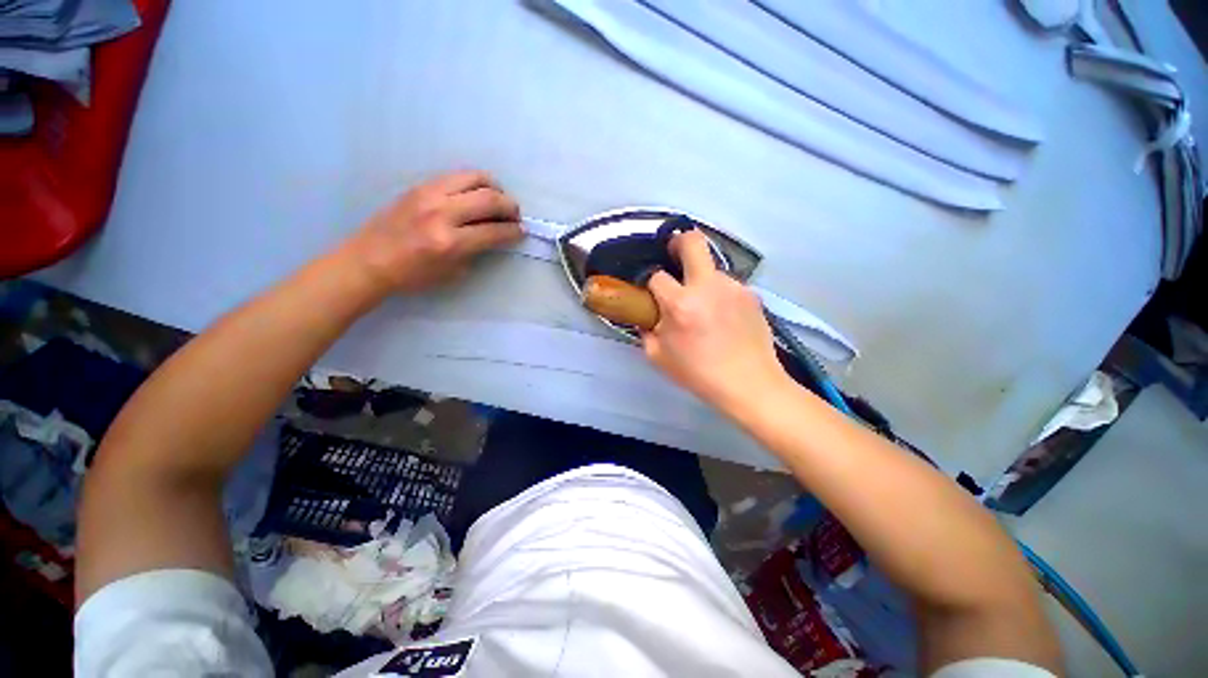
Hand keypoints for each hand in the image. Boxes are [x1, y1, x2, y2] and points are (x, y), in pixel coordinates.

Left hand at [343, 170, 522, 294]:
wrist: (369, 260)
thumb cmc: (412, 275)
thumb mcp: (452, 273)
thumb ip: (476, 252)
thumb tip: (494, 236)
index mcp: (450, 242)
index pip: (494, 231)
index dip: (514, 231)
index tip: (521, 231)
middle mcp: (442, 213)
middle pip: (489, 198)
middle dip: (510, 206)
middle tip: (515, 215)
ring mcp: (429, 194)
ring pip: (474, 178)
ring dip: (494, 188)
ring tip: (497, 200)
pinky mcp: (420, 186)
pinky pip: (456, 176)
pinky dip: (474, 183)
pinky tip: (475, 195)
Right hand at [642, 230, 787, 413]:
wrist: (750, 384)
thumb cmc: (699, 374)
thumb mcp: (659, 357)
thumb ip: (646, 331)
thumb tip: (646, 315)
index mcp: (681, 304)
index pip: (657, 276)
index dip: (650, 282)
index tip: (652, 292)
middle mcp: (708, 287)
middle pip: (692, 241)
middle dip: (678, 242)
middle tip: (673, 256)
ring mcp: (734, 287)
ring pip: (711, 268)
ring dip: (701, 279)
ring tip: (704, 306)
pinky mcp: (751, 294)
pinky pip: (727, 285)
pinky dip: (719, 293)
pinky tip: (722, 316)